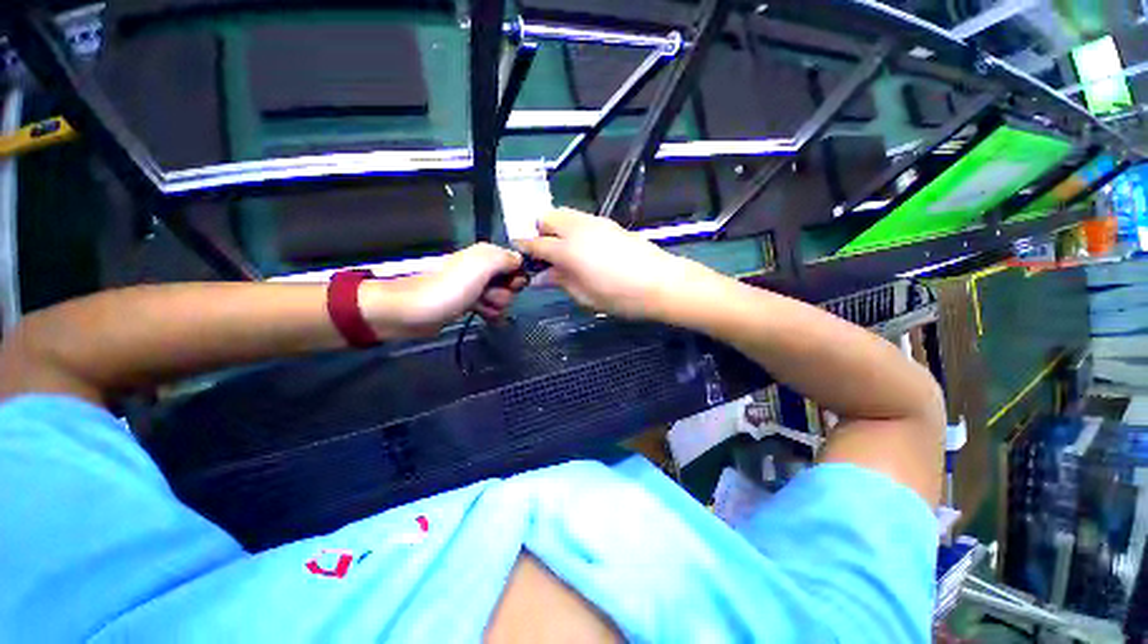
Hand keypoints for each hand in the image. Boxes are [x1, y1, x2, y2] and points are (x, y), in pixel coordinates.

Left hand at [363, 243, 525, 336]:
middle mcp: (482, 268)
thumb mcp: (480, 267)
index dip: (518, 276)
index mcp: (486, 255)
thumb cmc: (448, 289)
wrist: (411, 311)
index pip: (516, 263)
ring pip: (502, 297)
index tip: (511, 285)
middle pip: (510, 283)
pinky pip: (491, 308)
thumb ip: (505, 258)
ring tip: (480, 307)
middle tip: (488, 296)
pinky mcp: (468, 303)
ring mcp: (475, 287)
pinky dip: (490, 313)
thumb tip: (521, 261)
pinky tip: (482, 315)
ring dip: (496, 306)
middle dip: (504, 293)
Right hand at [515, 208, 712, 320]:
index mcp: (567, 249)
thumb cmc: (620, 297)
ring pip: (565, 214)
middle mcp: (577, 228)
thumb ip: (560, 281)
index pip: (535, 242)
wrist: (661, 283)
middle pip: (547, 217)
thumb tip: (540, 277)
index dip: (524, 247)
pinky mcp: (609, 223)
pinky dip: (573, 228)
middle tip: (545, 254)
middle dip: (540, 231)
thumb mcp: (585, 296)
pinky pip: (581, 219)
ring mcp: (595, 222)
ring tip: (564, 251)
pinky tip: (584, 248)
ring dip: (556, 227)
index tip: (520, 253)